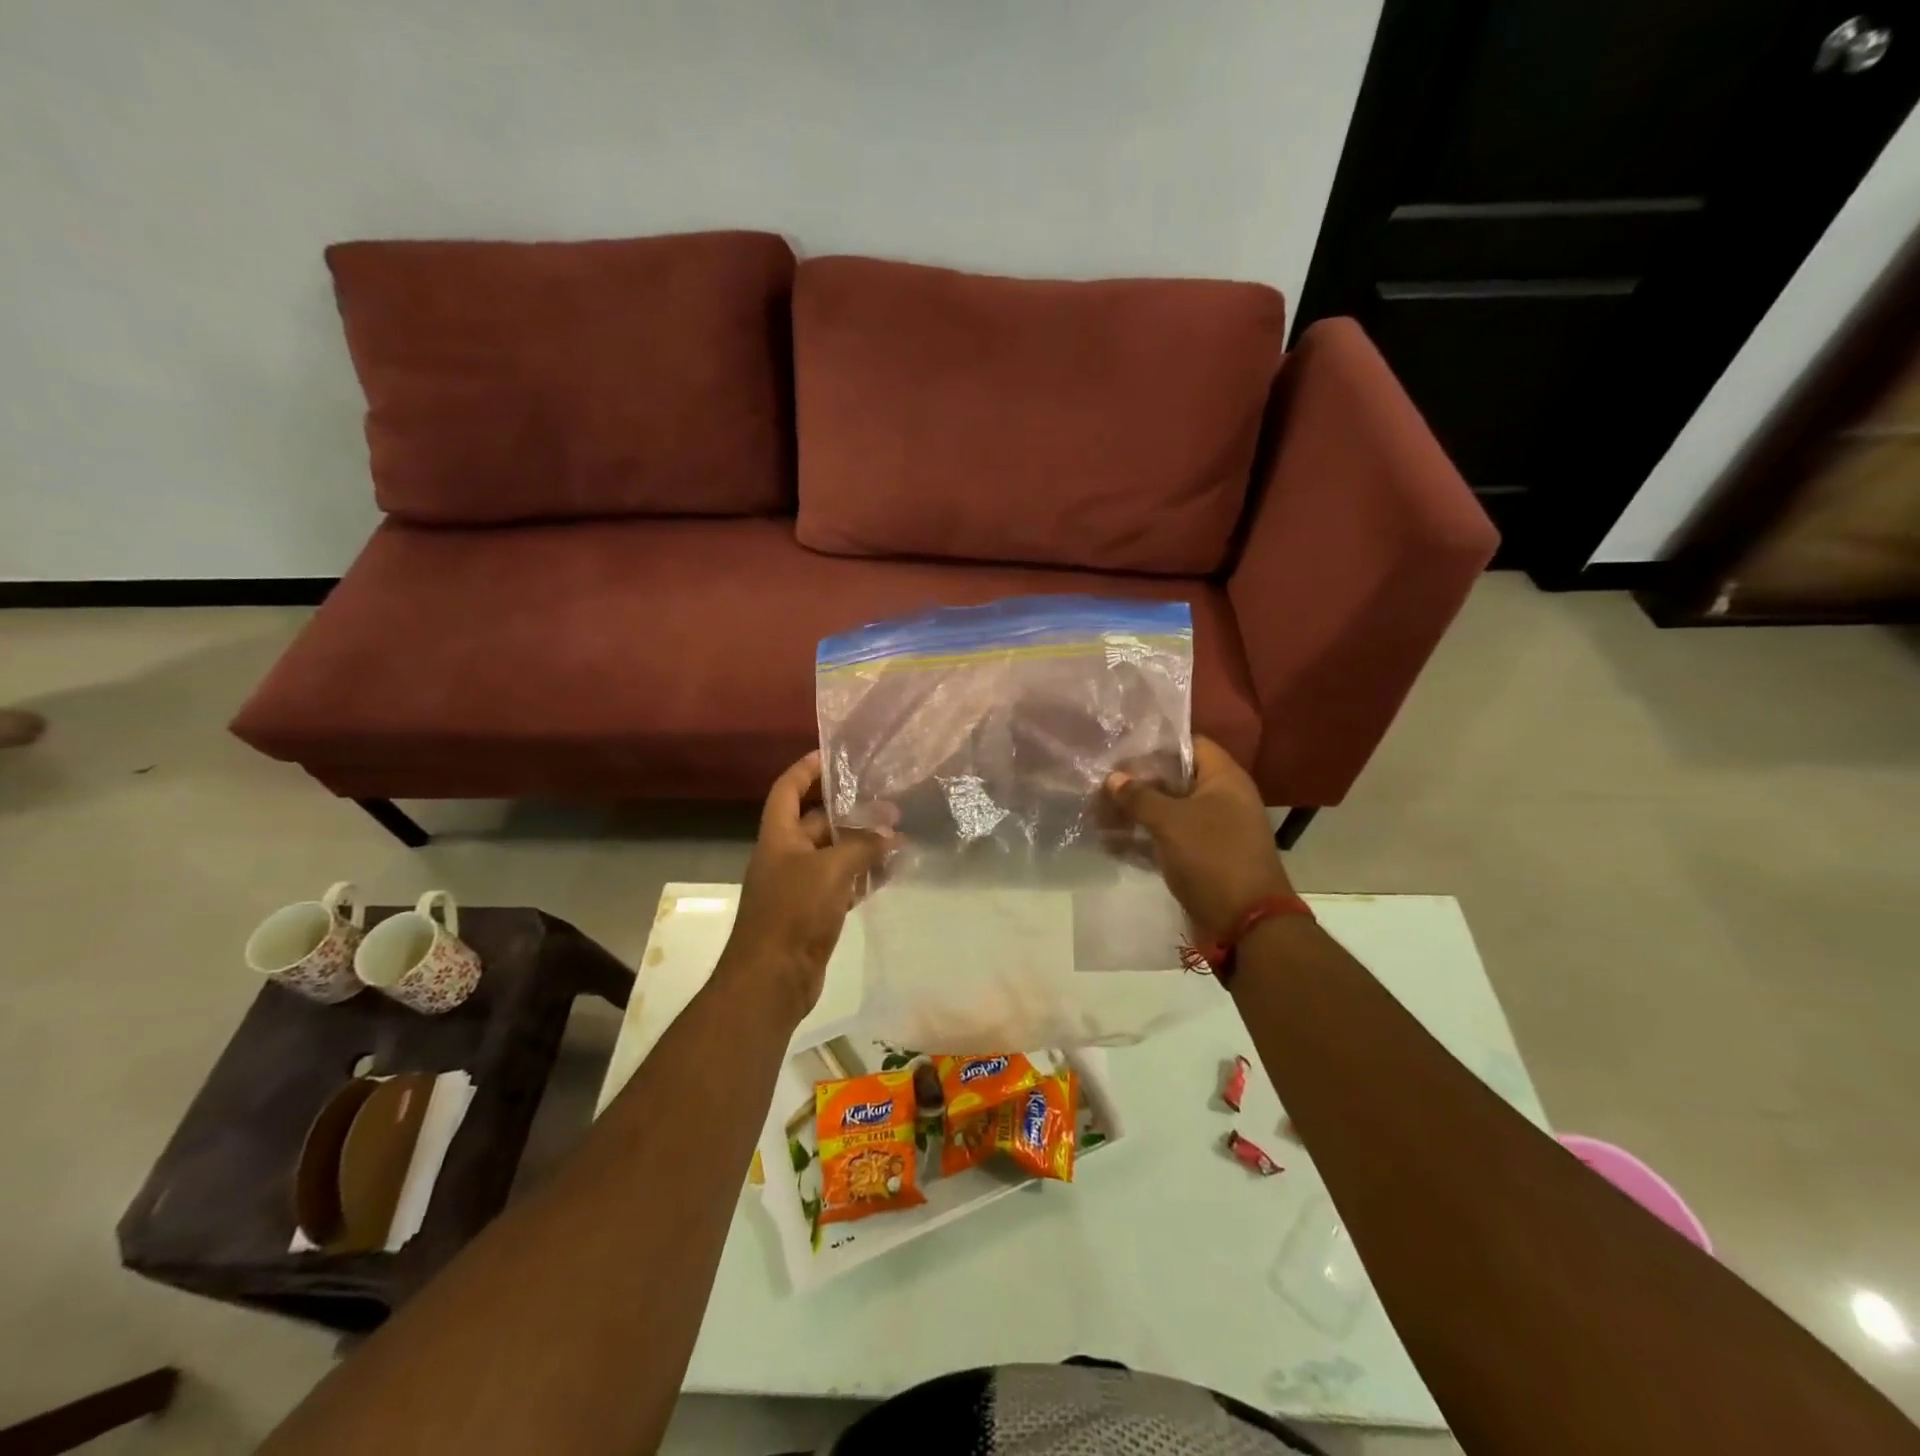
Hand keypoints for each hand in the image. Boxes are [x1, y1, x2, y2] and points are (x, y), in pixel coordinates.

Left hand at [722, 752, 890, 1023]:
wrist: (772, 979)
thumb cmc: (794, 912)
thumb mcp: (831, 869)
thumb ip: (862, 846)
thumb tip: (890, 833)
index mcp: (778, 836)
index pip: (788, 789)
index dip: (807, 768)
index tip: (836, 755)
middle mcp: (786, 855)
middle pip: (818, 821)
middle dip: (851, 811)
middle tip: (890, 805)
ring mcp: (799, 885)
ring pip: (834, 854)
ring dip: (863, 845)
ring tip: (900, 837)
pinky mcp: (814, 911)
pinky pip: (842, 883)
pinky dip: (864, 876)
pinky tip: (892, 872)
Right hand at [1105, 737, 1293, 937]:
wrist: (1246, 923)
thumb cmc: (1212, 858)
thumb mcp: (1171, 822)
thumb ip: (1139, 796)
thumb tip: (1113, 777)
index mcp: (1224, 779)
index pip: (1190, 744)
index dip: (1156, 744)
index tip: (1122, 748)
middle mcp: (1221, 799)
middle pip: (1175, 778)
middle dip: (1138, 781)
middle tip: (1101, 781)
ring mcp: (1212, 830)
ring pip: (1168, 811)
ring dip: (1136, 813)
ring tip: (1097, 812)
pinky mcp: (1202, 857)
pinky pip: (1168, 839)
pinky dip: (1143, 839)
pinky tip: (1110, 842)